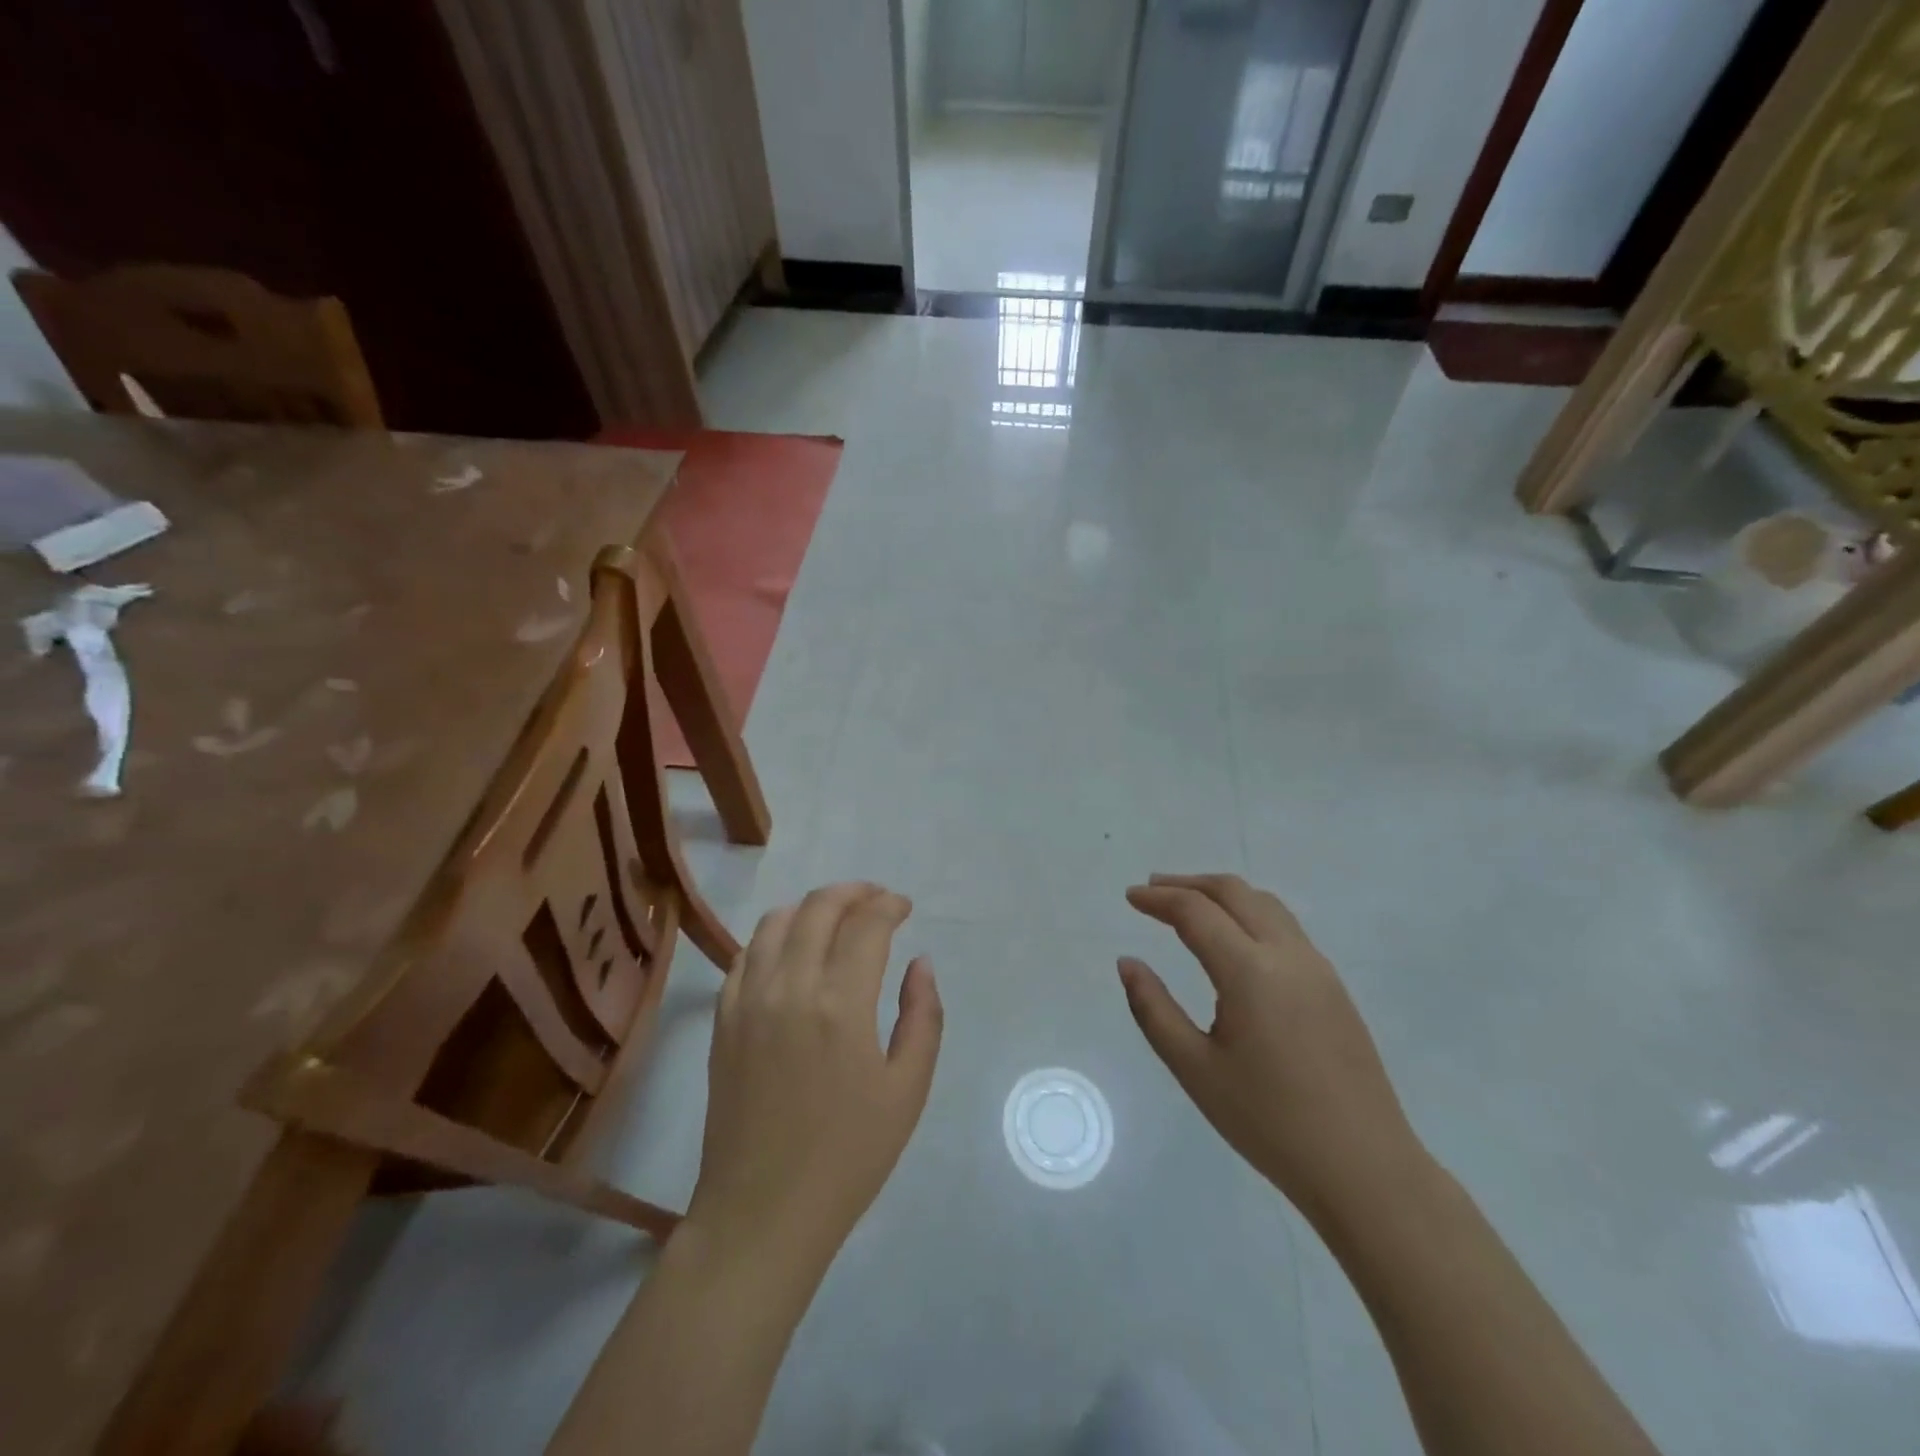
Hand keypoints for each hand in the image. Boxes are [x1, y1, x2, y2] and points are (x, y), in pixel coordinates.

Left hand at [685, 883, 942, 1272]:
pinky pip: (745, 954)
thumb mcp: (908, 1089)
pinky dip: (773, 936)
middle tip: (877, 901)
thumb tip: (920, 962)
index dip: (889, 905)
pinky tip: (791, 950)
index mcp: (840, 1003)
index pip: (866, 924)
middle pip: (818, 908)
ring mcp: (748, 1000)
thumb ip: (922, 1016)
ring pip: (775, 921)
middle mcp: (789, 987)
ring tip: (836, 917)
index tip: (905, 907)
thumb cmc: (848, 1156)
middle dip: (854, 893)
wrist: (762, 1212)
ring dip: (811, 907)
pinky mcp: (722, 1020)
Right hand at [1120, 874, 1420, 1226]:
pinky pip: (1284, 927)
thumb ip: (1153, 1009)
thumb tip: (1128, 963)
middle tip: (1152, 891)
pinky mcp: (1334, 986)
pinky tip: (1233, 940)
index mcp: (1250, 972)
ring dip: (1222, 894)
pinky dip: (1248, 913)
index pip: (1196, 912)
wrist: (1365, 1168)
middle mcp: (1288, 954)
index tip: (1129, 897)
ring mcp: (1318, 968)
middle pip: (1234, 892)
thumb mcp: (1195, 1069)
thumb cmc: (1269, 1122)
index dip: (1158, 899)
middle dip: (1188, 884)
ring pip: (1265, 903)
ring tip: (1188, 906)